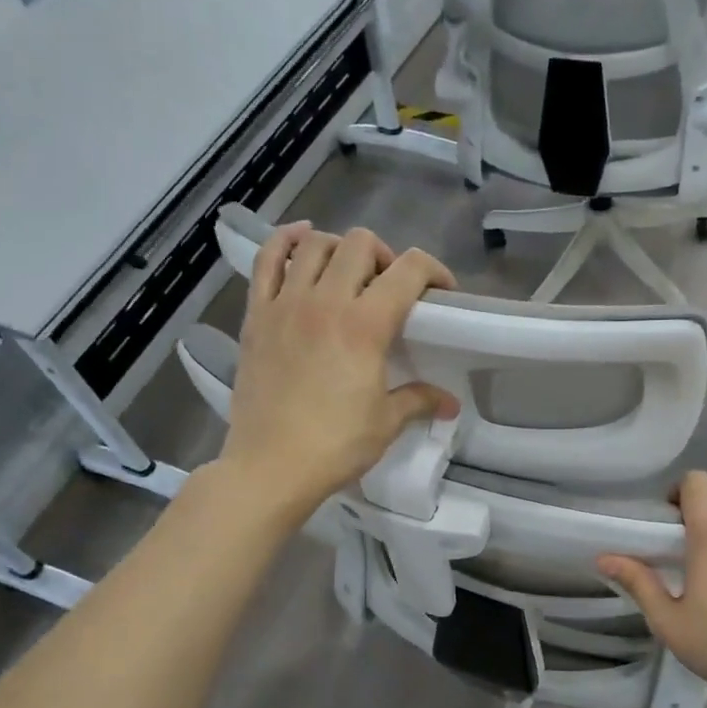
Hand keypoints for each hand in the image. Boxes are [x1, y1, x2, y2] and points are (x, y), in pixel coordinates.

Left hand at [219, 224, 458, 519]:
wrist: (270, 466)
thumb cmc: (335, 445)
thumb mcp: (386, 422)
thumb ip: (419, 400)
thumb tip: (449, 402)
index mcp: (365, 325)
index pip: (408, 271)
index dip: (433, 270)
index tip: (440, 291)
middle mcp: (326, 301)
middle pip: (360, 244)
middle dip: (385, 257)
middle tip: (389, 288)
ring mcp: (285, 304)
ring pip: (315, 244)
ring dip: (340, 249)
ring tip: (348, 272)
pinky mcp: (257, 315)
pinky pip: (268, 260)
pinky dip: (286, 242)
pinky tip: (301, 241)